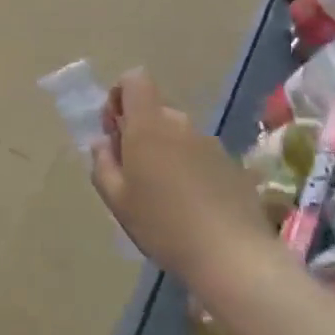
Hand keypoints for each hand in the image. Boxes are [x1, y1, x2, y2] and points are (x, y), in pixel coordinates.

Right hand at [90, 69, 269, 280]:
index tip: (114, 131)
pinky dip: (189, 168)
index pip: (134, 79)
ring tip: (162, 195)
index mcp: (148, 125)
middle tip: (133, 173)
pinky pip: (199, 154)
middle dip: (139, 131)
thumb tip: (103, 143)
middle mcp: (180, 124)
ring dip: (164, 151)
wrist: (232, 255)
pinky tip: (190, 205)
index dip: (119, 96)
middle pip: (154, 110)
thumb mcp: (117, 200)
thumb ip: (103, 164)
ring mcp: (210, 142)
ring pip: (177, 134)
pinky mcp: (231, 163)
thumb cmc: (163, 224)